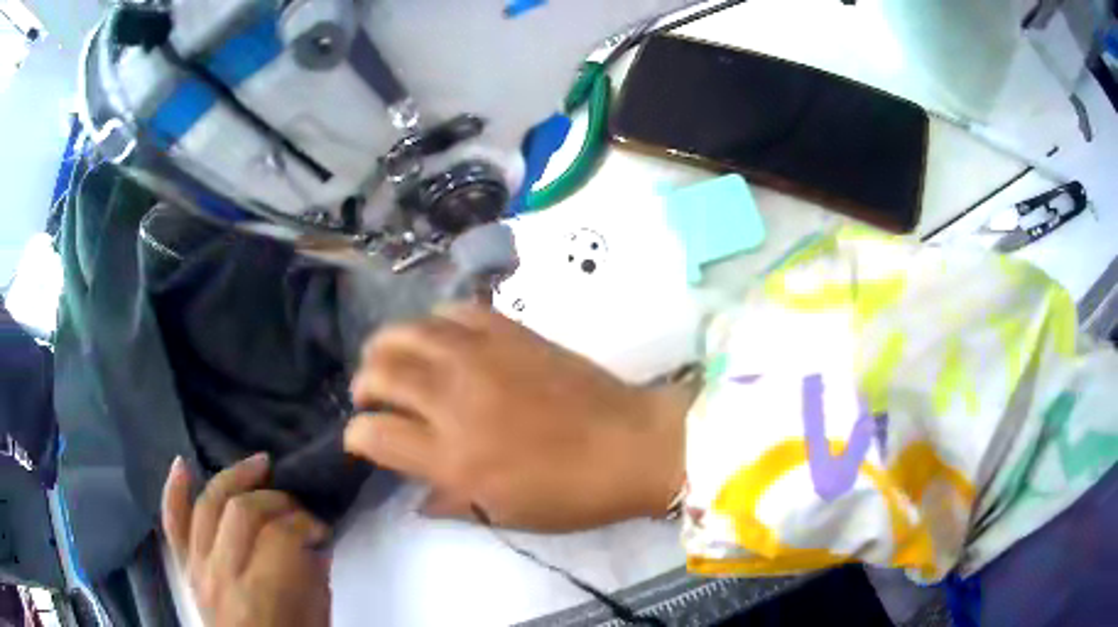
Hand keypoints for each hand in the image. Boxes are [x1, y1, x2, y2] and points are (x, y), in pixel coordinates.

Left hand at [162, 455, 331, 626]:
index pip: (281, 536)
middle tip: (298, 506)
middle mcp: (221, 575)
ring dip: (235, 477)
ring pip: (208, 504)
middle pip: (242, 511)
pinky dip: (174, 490)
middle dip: (277, 499)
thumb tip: (315, 535)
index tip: (321, 526)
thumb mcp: (316, 618)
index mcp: (261, 596)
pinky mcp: (184, 566)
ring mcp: (196, 567)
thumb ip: (314, 575)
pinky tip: (183, 463)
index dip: (306, 522)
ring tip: (261, 466)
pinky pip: (172, 522)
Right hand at [345, 303, 691, 531]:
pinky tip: (442, 338)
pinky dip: (436, 322)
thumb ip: (450, 504)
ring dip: (387, 346)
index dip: (356, 437)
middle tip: (373, 396)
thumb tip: (416, 499)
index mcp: (450, 458)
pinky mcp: (509, 331)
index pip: (371, 434)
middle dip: (363, 384)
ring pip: (406, 331)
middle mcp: (453, 401)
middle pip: (378, 372)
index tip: (363, 441)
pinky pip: (455, 310)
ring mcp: (480, 358)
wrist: (630, 445)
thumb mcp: (504, 515)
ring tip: (394, 360)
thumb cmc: (570, 494)